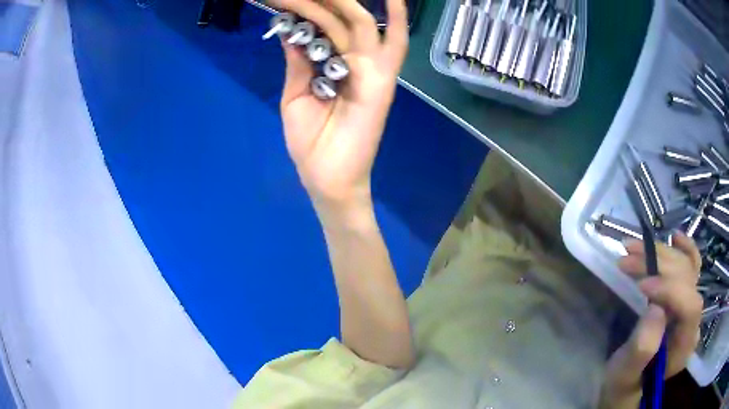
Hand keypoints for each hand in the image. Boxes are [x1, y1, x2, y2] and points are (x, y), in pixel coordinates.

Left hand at [270, 0, 408, 211]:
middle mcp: (355, 59)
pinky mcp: (382, 81)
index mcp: (333, 63)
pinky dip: (397, 20)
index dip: (309, 8)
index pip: (323, 25)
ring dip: (343, 2)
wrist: (326, 177)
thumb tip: (290, 32)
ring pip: (360, 23)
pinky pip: (394, 45)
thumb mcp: (295, 95)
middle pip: (342, 18)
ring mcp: (372, 68)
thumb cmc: (311, 142)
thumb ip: (298, 63)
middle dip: (323, 1)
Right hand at [599, 232, 702, 407]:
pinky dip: (684, 249)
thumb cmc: (625, 381)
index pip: (690, 306)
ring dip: (661, 253)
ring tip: (632, 249)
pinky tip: (675, 237)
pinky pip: (692, 266)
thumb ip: (643, 348)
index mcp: (685, 344)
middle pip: (688, 279)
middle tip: (628, 259)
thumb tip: (657, 308)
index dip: (671, 289)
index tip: (641, 286)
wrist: (629, 381)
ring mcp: (691, 306)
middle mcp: (694, 321)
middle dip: (660, 264)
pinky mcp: (685, 298)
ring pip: (686, 267)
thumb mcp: (625, 374)